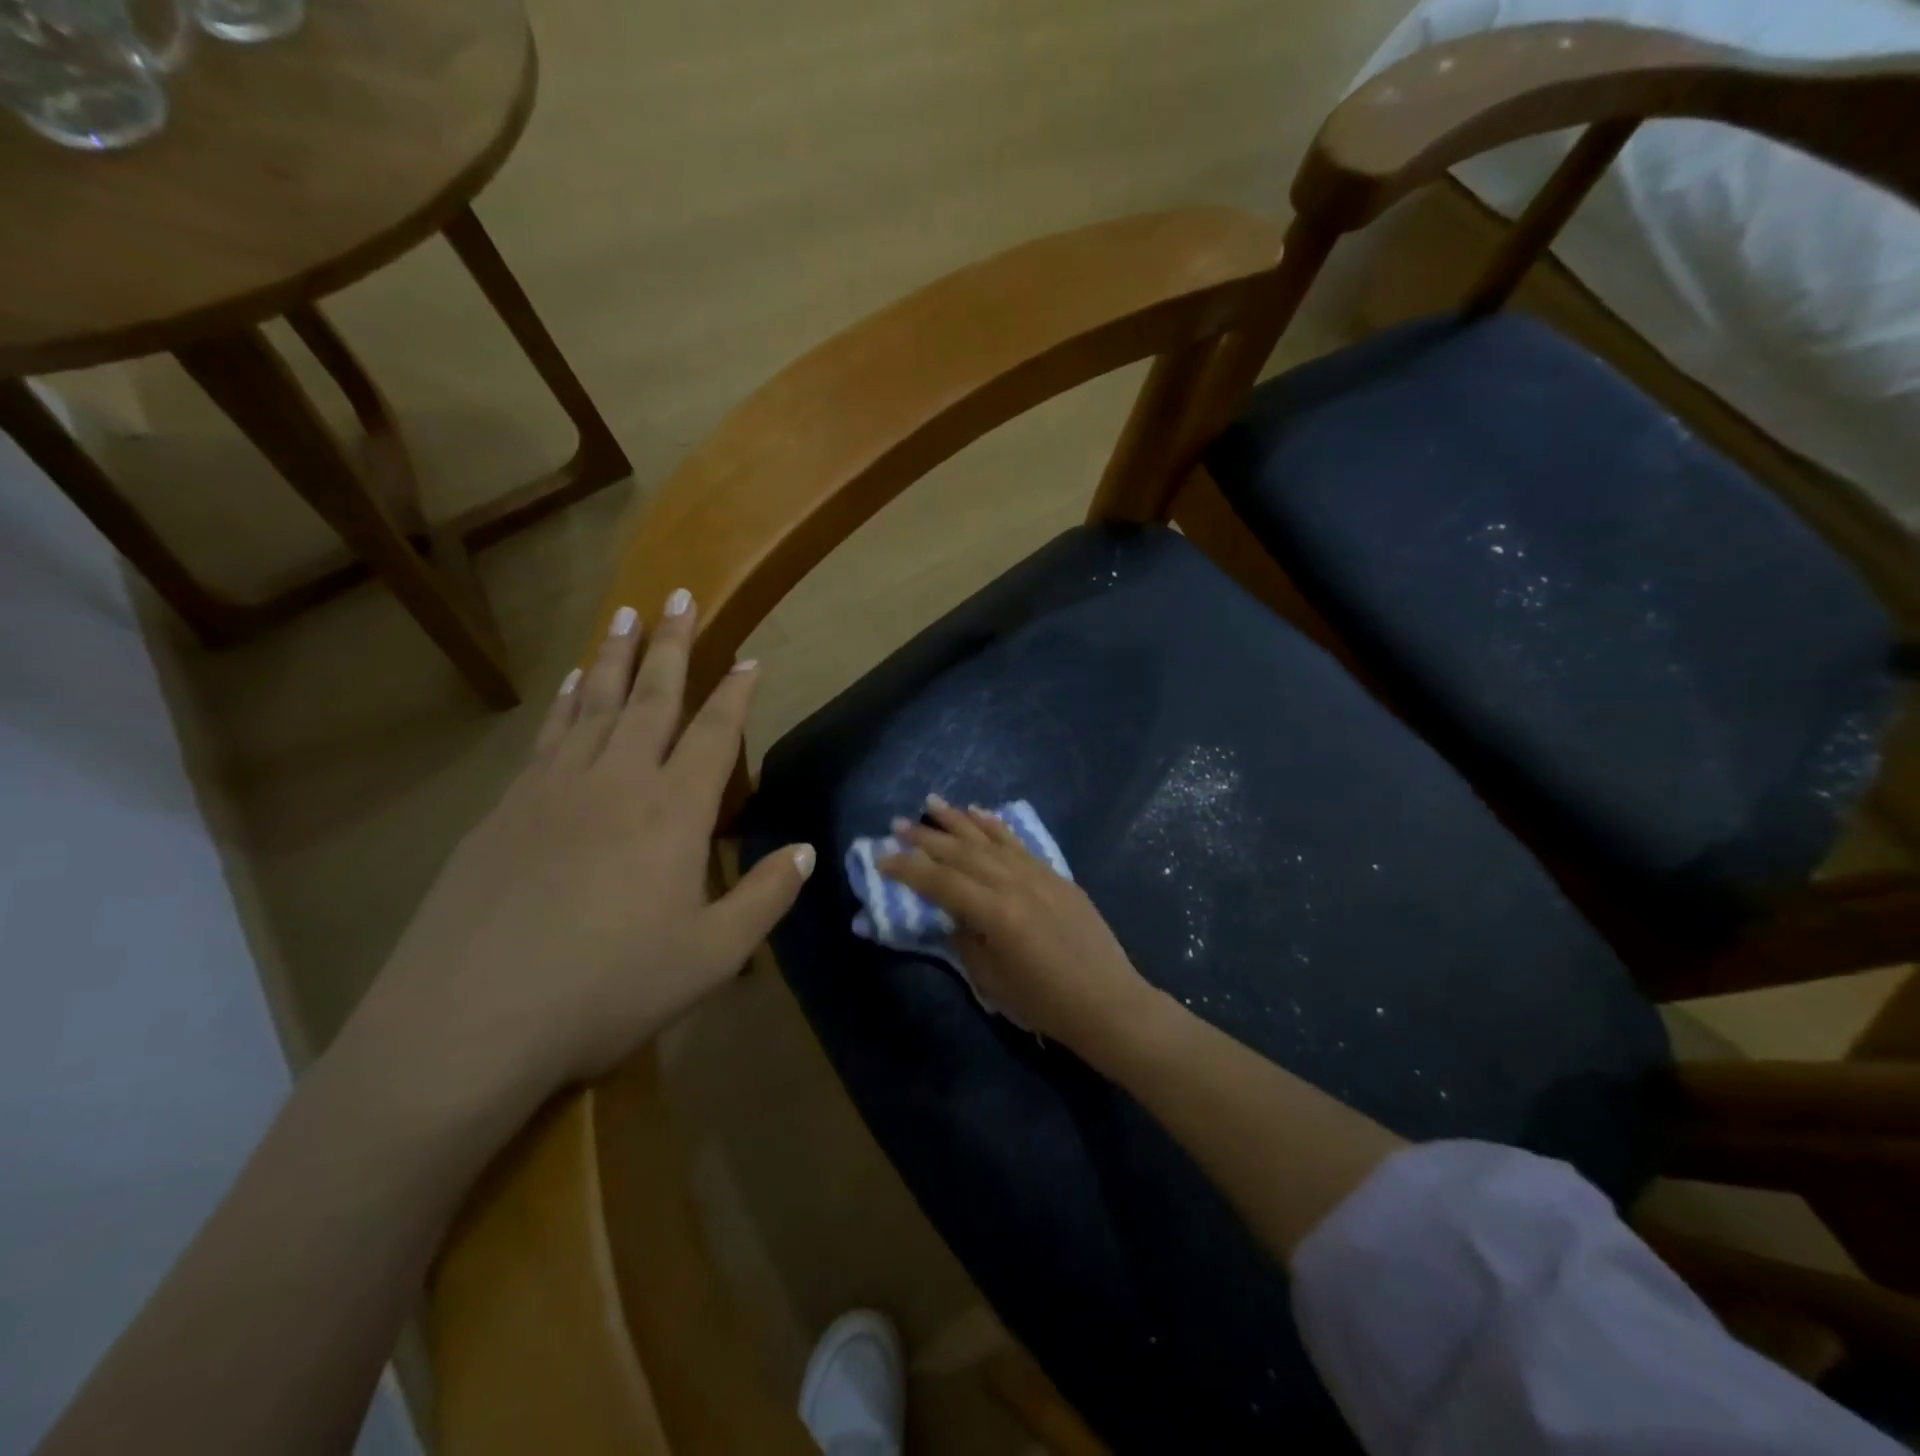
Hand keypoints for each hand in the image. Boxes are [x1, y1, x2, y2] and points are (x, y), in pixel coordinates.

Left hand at [336, 592, 815, 1131]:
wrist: (470, 1023)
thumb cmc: (608, 989)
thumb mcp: (712, 957)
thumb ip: (764, 897)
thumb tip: (805, 851)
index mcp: (673, 813)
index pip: (713, 735)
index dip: (735, 694)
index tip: (749, 658)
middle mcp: (617, 782)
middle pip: (652, 698)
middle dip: (671, 645)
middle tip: (680, 596)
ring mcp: (555, 790)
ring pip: (596, 705)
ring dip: (616, 657)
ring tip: (627, 615)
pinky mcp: (507, 809)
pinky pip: (550, 736)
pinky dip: (568, 701)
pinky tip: (574, 684)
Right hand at [879, 798, 1161, 1052]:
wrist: (1107, 1002)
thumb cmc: (1044, 1002)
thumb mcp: (991, 980)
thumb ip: (965, 939)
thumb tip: (951, 914)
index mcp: (995, 911)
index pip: (940, 882)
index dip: (908, 869)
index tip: (881, 857)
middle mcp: (1014, 882)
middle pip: (961, 853)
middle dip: (926, 838)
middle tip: (897, 825)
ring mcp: (1037, 874)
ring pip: (989, 839)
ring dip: (958, 820)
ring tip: (931, 804)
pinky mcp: (1054, 875)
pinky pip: (1018, 843)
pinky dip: (995, 826)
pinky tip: (979, 812)